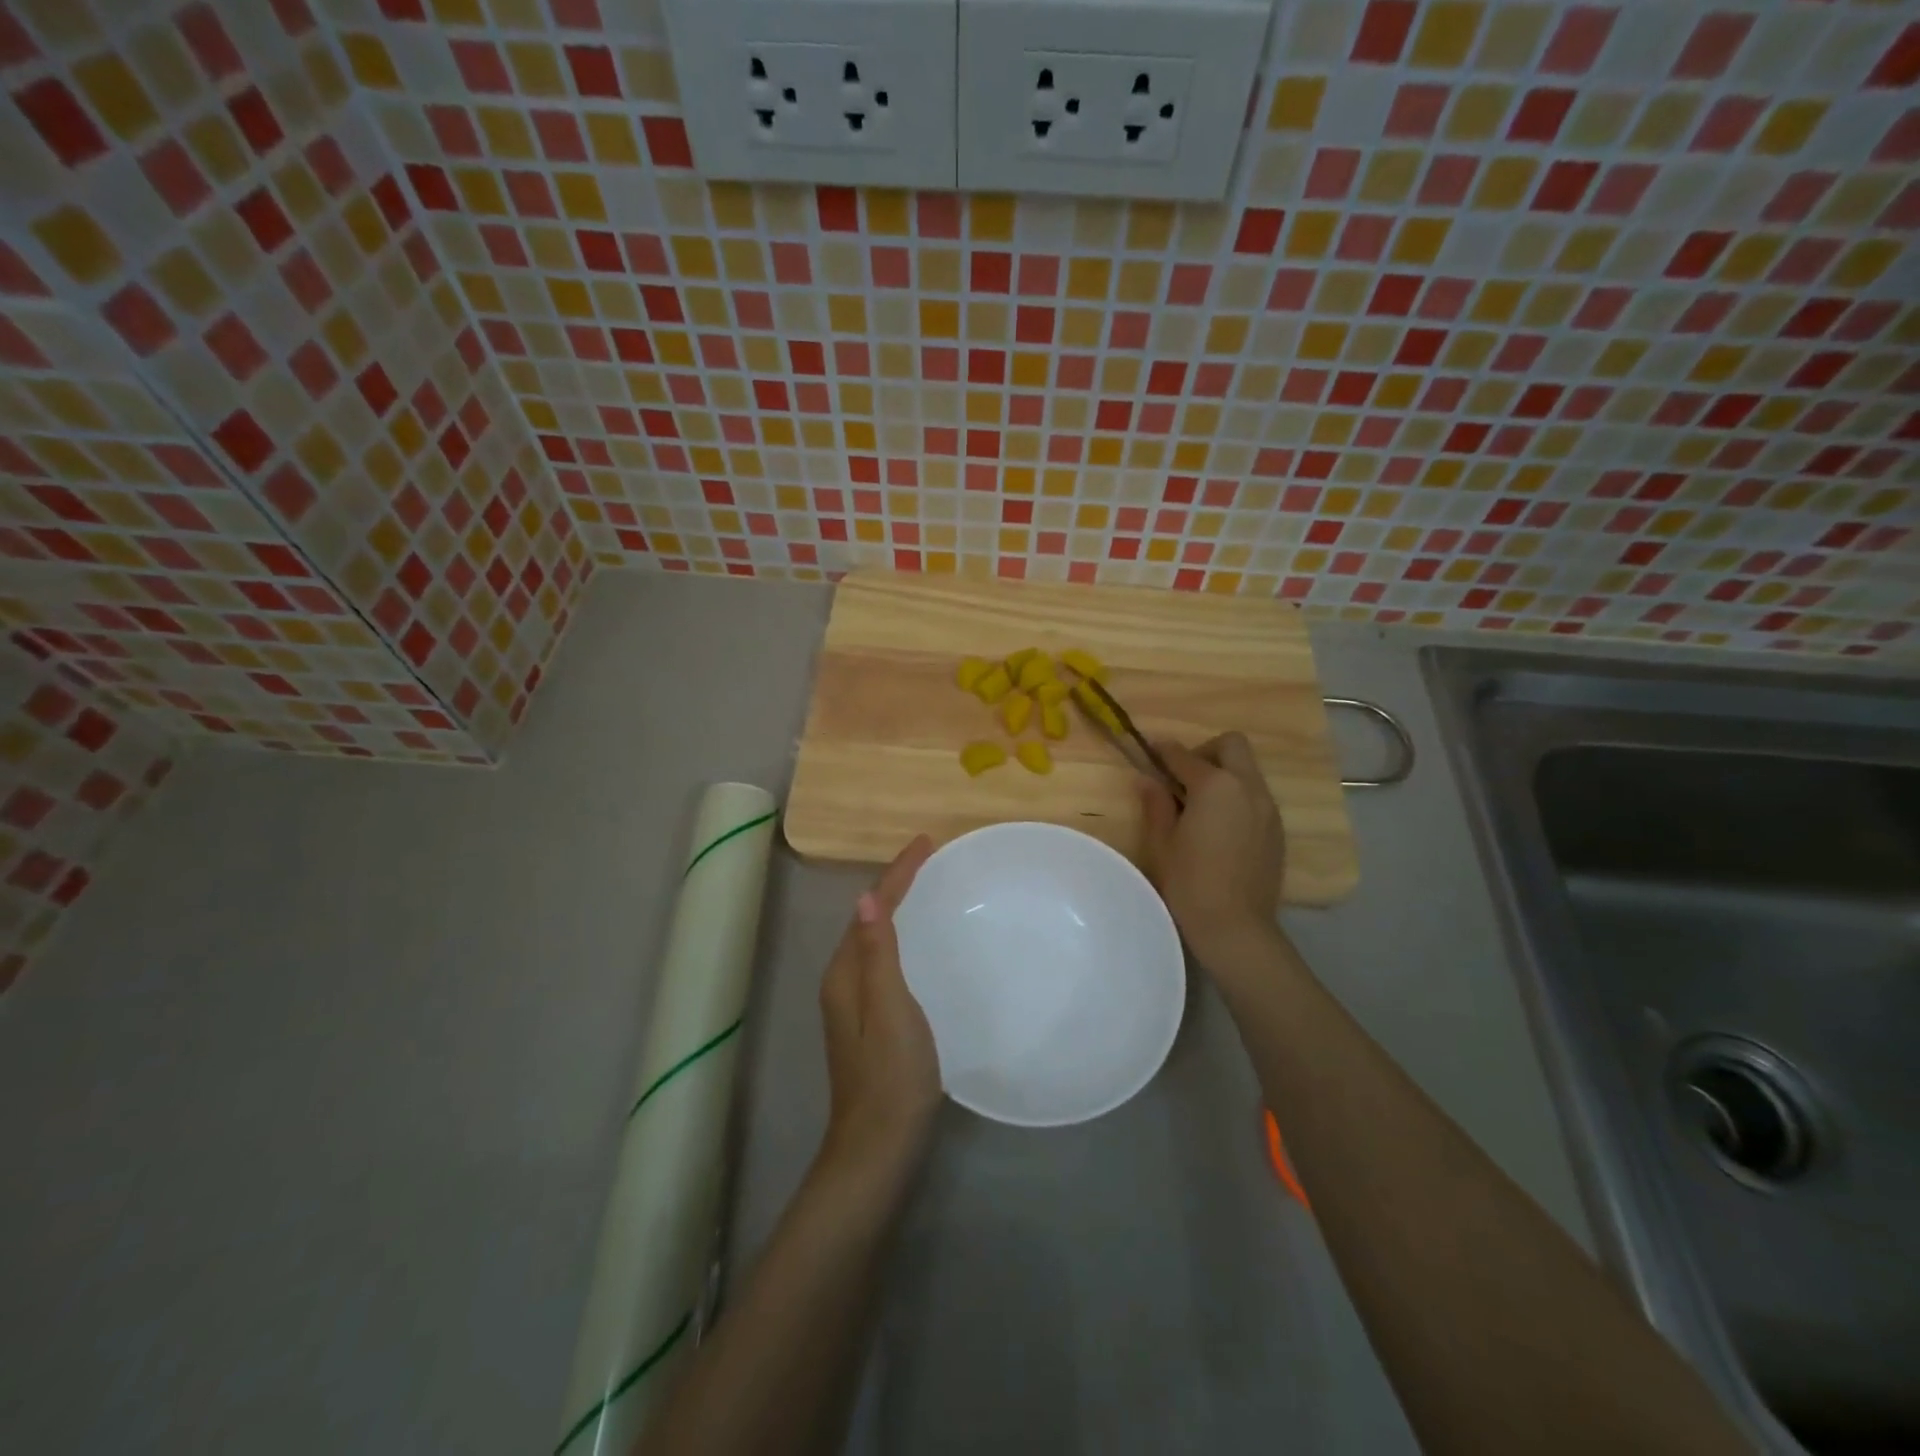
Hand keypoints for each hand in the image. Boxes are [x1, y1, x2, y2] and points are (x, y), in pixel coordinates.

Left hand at [817, 835, 942, 1182]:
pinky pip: (883, 960)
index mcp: (845, 973)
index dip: (898, 873)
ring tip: (928, 889)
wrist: (878, 1145)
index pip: (871, 908)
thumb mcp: (890, 1010)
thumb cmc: (891, 1075)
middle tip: (930, 860)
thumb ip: (879, 955)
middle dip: (896, 884)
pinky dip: (901, 938)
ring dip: (897, 909)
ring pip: (875, 940)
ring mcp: (853, 1003)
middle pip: (869, 918)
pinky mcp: (869, 1020)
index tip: (926, 843)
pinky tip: (921, 944)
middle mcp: (842, 981)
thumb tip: (868, 897)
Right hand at [1138, 732, 1288, 973]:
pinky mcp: (1277, 829)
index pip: (1184, 755)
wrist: (1236, 927)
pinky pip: (1256, 795)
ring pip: (1247, 770)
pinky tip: (1220, 826)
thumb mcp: (1162, 843)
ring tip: (1200, 804)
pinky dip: (1237, 796)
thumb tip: (1146, 779)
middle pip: (1232, 745)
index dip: (1163, 750)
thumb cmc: (1190, 883)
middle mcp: (1247, 787)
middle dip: (1205, 752)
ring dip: (1224, 773)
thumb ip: (1155, 804)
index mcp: (1215, 786)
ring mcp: (1268, 808)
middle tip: (1183, 778)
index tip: (1150, 751)